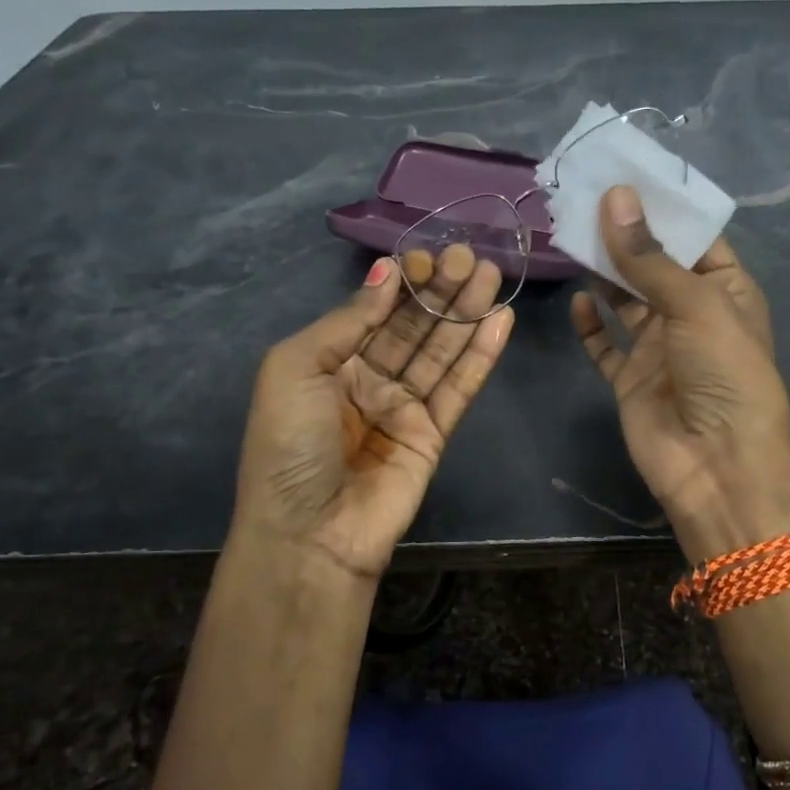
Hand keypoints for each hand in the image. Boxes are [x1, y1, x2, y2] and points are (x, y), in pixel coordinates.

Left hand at [231, 245, 512, 585]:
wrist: (309, 534)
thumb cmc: (289, 444)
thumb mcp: (296, 368)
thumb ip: (348, 320)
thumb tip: (387, 275)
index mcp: (328, 363)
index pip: (374, 312)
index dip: (403, 284)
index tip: (430, 256)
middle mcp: (367, 381)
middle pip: (413, 328)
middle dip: (441, 292)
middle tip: (470, 256)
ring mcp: (403, 409)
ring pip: (441, 353)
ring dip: (466, 314)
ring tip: (492, 275)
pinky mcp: (434, 435)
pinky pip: (459, 389)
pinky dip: (480, 356)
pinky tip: (499, 321)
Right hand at [570, 186, 789, 561]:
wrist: (716, 465)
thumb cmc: (723, 373)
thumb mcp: (695, 304)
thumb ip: (649, 256)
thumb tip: (615, 196)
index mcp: (726, 291)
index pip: (694, 239)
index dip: (662, 209)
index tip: (623, 176)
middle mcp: (692, 316)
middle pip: (654, 266)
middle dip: (624, 237)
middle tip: (583, 200)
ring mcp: (660, 349)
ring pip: (626, 301)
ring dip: (603, 274)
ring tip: (571, 237)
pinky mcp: (631, 380)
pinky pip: (606, 346)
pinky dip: (591, 325)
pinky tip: (578, 301)